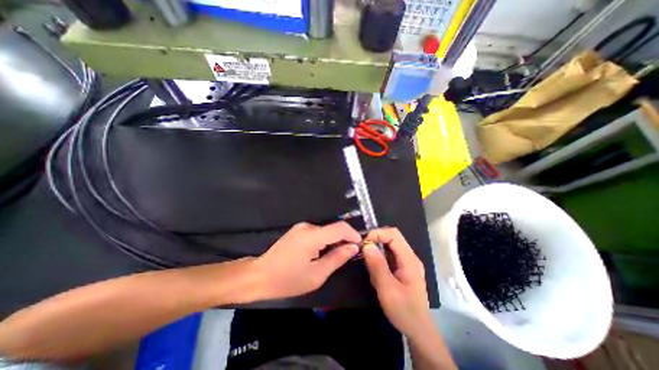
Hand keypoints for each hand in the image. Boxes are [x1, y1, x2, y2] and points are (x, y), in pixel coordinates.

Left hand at [256, 221, 359, 299]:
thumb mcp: (317, 274)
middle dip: (344, 240)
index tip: (360, 245)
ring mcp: (302, 227)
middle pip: (333, 229)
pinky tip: (322, 253)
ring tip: (335, 257)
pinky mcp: (298, 230)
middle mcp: (308, 226)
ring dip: (334, 241)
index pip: (341, 227)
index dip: (353, 234)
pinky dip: (325, 241)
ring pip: (326, 231)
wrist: (260, 276)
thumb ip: (337, 258)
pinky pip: (317, 233)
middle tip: (349, 255)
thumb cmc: (288, 279)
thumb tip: (353, 247)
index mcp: (313, 235)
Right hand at [360, 226, 432, 337]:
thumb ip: (377, 265)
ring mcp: (406, 262)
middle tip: (363, 251)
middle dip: (376, 240)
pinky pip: (388, 255)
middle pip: (391, 237)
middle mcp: (409, 257)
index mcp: (409, 259)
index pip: (393, 234)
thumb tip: (366, 245)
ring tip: (369, 265)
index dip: (378, 233)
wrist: (418, 330)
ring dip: (376, 250)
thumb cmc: (404, 311)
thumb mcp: (388, 289)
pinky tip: (375, 272)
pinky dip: (378, 258)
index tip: (364, 243)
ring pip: (389, 246)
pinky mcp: (402, 268)